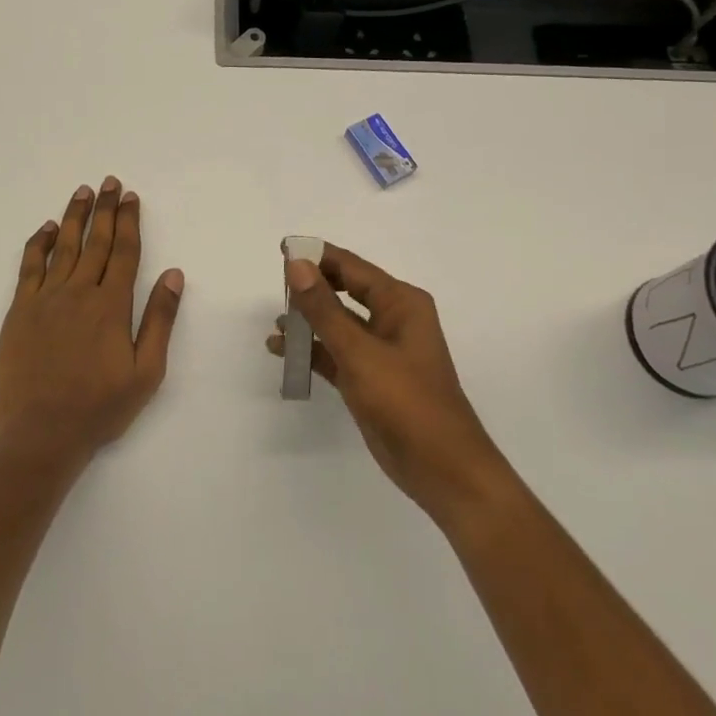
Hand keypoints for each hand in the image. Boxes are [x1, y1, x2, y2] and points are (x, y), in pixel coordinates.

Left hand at [0, 177, 184, 464]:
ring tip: (81, 192)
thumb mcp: (146, 372)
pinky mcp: (19, 312)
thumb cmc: (99, 408)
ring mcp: (45, 300)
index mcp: (111, 306)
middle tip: (109, 183)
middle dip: (104, 210)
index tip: (130, 197)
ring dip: (73, 217)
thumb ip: (159, 320)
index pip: (125, 252)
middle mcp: (78, 293)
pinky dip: (37, 244)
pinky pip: (29, 267)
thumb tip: (174, 274)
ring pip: (62, 247)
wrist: (40, 435)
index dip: (128, 221)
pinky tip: (44, 229)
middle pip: (95, 242)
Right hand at [269, 244, 511, 524]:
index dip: (317, 257)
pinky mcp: (371, 379)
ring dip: (309, 321)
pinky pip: (336, 353)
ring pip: (339, 324)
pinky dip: (313, 351)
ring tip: (276, 322)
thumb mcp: (359, 351)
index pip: (353, 267)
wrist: (441, 468)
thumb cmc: (405, 401)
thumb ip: (324, 308)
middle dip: (312, 288)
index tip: (282, 248)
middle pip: (345, 291)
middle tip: (275, 284)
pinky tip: (283, 351)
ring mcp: (382, 351)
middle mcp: (393, 319)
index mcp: (401, 302)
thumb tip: (296, 264)